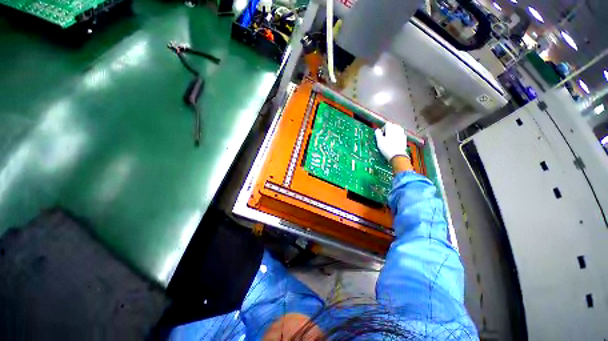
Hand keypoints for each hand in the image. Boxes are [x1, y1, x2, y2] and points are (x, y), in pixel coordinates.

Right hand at [374, 122, 407, 161]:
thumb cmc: (387, 148)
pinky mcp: (405, 139)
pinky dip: (397, 136)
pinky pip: (400, 135)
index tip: (381, 135)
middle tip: (385, 137)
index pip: (387, 124)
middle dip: (389, 130)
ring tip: (389, 139)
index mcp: (391, 128)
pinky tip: (394, 142)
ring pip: (397, 130)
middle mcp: (398, 129)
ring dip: (393, 133)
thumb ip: (378, 133)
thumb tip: (377, 130)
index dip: (383, 129)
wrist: (397, 155)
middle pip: (393, 126)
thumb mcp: (379, 141)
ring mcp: (402, 133)